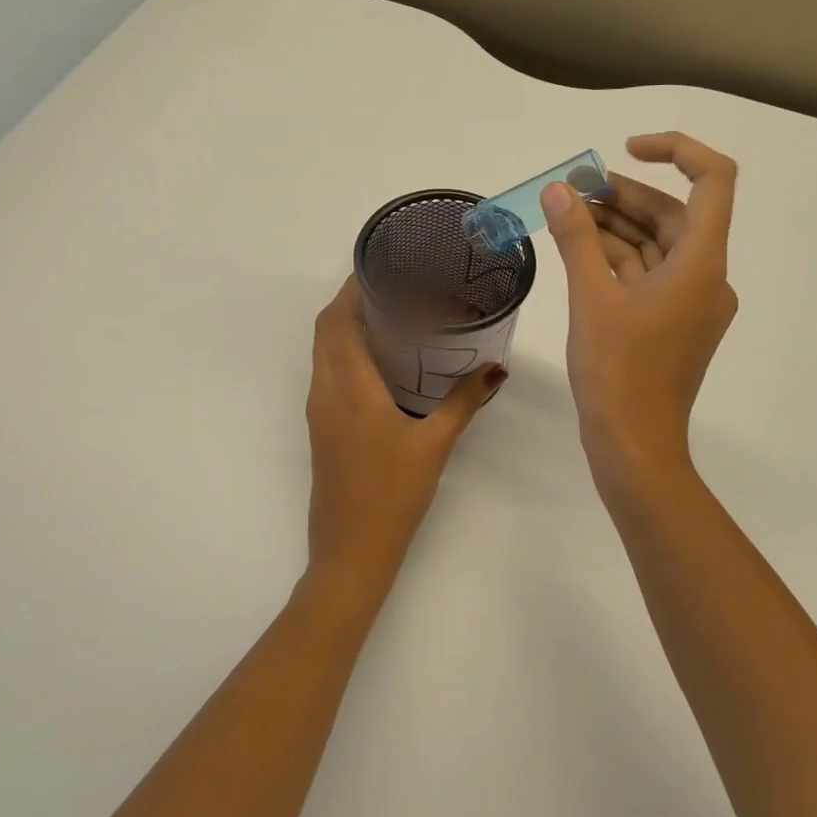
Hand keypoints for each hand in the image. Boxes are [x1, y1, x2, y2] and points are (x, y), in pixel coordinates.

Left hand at [303, 277, 503, 612]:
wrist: (351, 550)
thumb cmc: (392, 493)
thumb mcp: (435, 443)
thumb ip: (465, 401)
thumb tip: (496, 368)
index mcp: (348, 385)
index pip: (337, 319)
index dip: (353, 287)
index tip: (382, 265)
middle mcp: (325, 390)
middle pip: (327, 329)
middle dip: (353, 301)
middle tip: (396, 287)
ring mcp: (320, 410)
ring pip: (325, 351)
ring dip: (348, 326)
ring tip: (394, 314)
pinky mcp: (323, 427)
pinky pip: (329, 373)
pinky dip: (348, 353)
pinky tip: (384, 361)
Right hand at [540, 132, 738, 473]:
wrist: (634, 446)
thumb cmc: (618, 372)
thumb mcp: (591, 298)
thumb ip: (576, 238)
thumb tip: (558, 190)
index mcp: (702, 264)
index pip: (713, 181)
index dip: (675, 150)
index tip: (626, 149)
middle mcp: (707, 277)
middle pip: (674, 214)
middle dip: (624, 194)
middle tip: (573, 187)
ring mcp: (690, 302)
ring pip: (656, 245)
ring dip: (616, 226)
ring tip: (568, 213)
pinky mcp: (672, 322)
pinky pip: (648, 274)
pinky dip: (618, 258)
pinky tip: (580, 248)